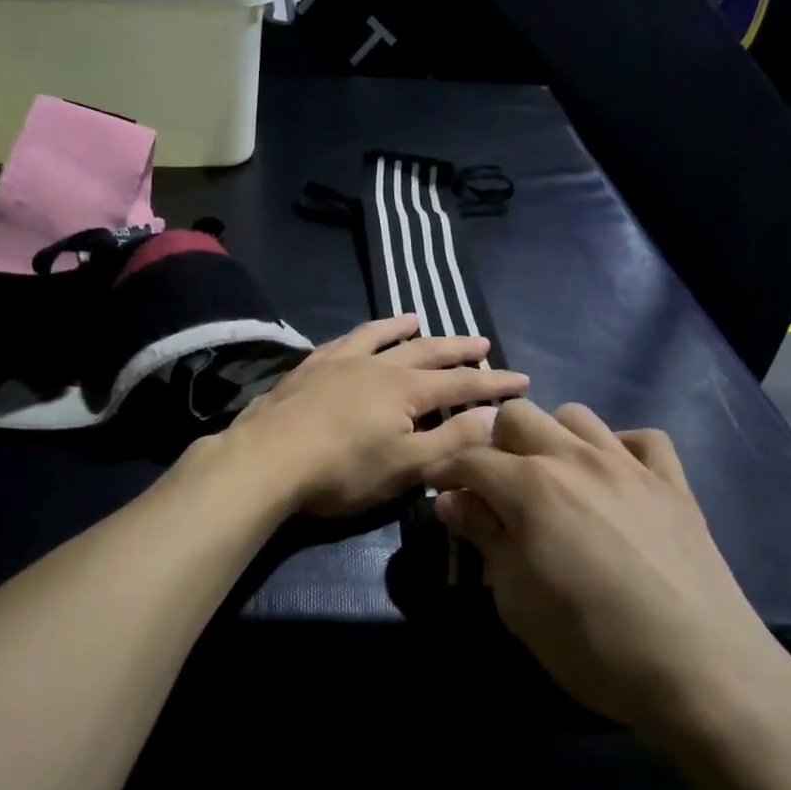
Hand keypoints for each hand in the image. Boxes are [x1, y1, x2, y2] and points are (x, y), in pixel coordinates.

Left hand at [230, 315, 528, 516]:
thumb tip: (497, 416)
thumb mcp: (407, 466)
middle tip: (483, 342)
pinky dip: (360, 333)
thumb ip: (453, 439)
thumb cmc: (343, 470)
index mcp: (406, 390)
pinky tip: (359, 336)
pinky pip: (343, 340)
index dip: (494, 382)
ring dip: (405, 328)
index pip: (462, 382)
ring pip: (381, 337)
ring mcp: (339, 362)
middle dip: (458, 348)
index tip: (522, 379)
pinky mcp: (309, 368)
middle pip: (426, 351)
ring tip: (420, 319)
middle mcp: (377, 365)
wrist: (268, 459)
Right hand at [423, 400, 790, 744]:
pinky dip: (619, 449)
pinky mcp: (674, 484)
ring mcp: (630, 466)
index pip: (471, 458)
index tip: (437, 489)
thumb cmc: (591, 644)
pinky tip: (614, 481)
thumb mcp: (516, 600)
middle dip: (494, 443)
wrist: (702, 672)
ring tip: (551, 480)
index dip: (446, 472)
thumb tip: (453, 501)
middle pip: (519, 416)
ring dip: (552, 439)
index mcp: (530, 486)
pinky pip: (642, 439)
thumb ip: (484, 538)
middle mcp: (576, 459)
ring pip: (576, 417)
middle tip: (493, 487)